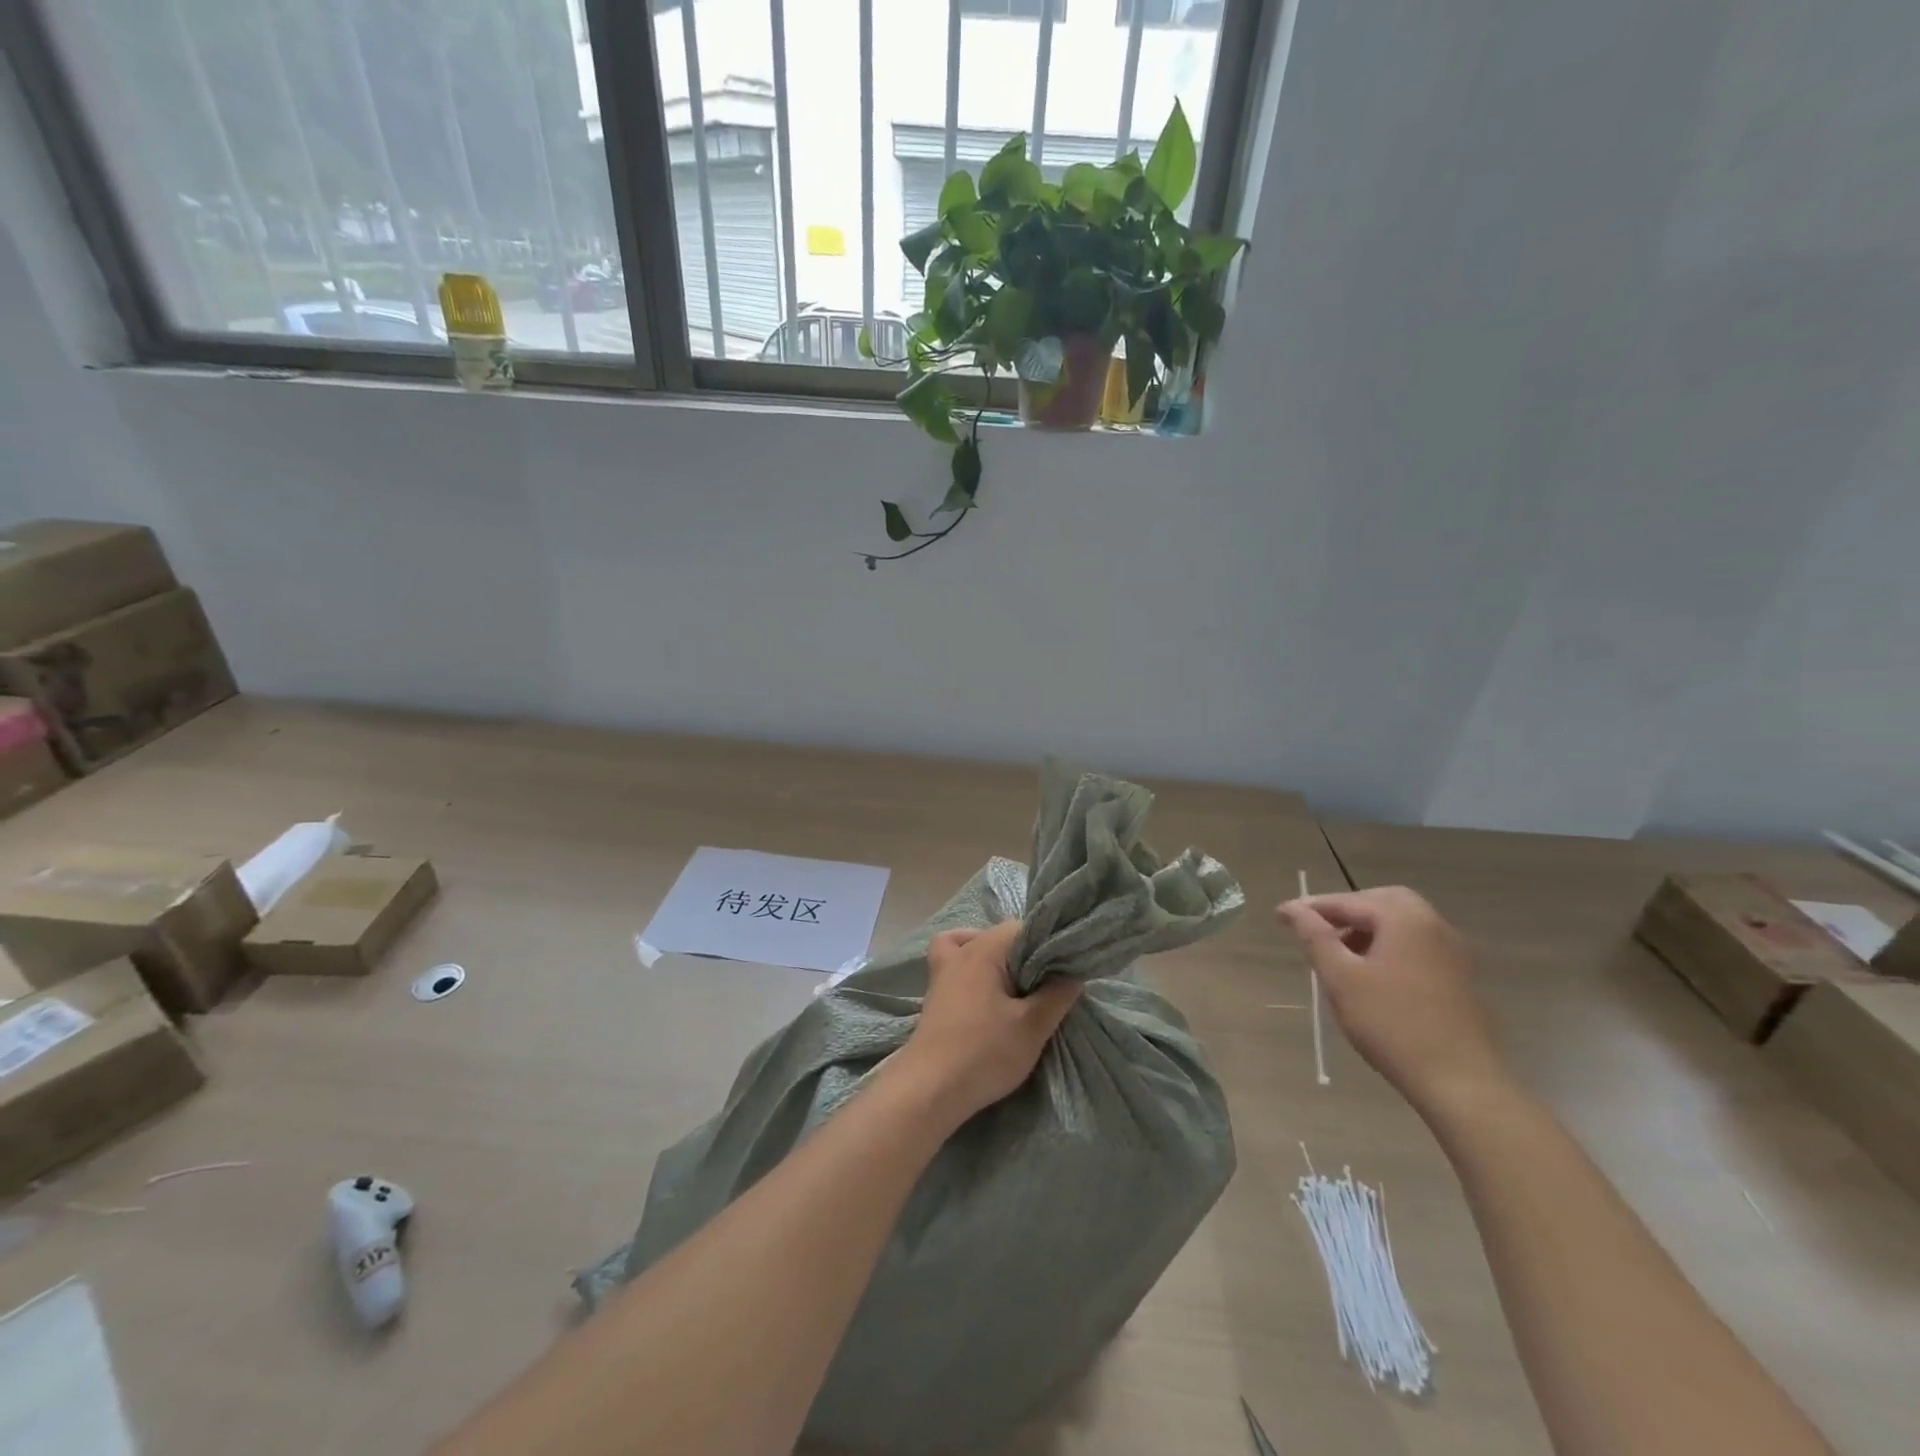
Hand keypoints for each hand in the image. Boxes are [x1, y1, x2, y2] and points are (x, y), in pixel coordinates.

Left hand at [892, 922, 1082, 1125]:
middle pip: (997, 937)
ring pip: (972, 948)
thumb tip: (1074, 974)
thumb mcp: (1033, 1026)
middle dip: (1023, 955)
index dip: (1044, 944)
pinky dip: (969, 970)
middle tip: (1043, 985)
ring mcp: (942, 973)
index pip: (1020, 928)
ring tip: (1014, 987)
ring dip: (995, 962)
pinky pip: (954, 966)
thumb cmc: (985, 1052)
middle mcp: (960, 953)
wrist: (930, 1088)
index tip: (1060, 970)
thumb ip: (1057, 995)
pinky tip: (984, 994)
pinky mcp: (935, 997)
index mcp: (984, 950)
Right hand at [1275, 887, 1508, 1117]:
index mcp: (1405, 919)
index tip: (1281, 916)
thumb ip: (1315, 937)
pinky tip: (1373, 978)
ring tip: (1340, 957)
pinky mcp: (1461, 979)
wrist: (1462, 1083)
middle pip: (1382, 903)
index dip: (1311, 908)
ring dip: (1368, 931)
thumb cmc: (1393, 1025)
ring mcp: (1453, 953)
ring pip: (1402, 926)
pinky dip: (1390, 949)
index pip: (1348, 901)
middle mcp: (1434, 926)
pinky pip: (1417, 948)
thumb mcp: (1341, 979)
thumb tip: (1293, 909)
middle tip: (1317, 930)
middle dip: (1346, 912)